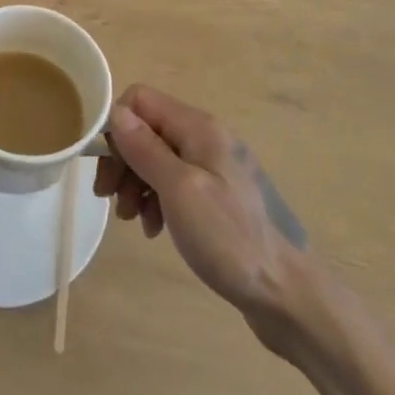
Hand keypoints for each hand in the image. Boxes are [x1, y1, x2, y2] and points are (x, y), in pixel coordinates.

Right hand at [96, 86, 318, 354]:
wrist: (287, 294)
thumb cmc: (230, 238)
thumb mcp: (180, 190)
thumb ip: (146, 148)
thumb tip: (115, 112)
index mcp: (199, 128)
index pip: (140, 100)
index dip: (116, 126)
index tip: (107, 167)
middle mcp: (206, 137)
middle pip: (146, 129)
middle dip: (123, 159)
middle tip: (109, 197)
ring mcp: (213, 167)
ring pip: (157, 156)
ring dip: (136, 182)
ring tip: (131, 219)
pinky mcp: (217, 195)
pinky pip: (174, 182)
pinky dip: (156, 199)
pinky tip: (154, 228)